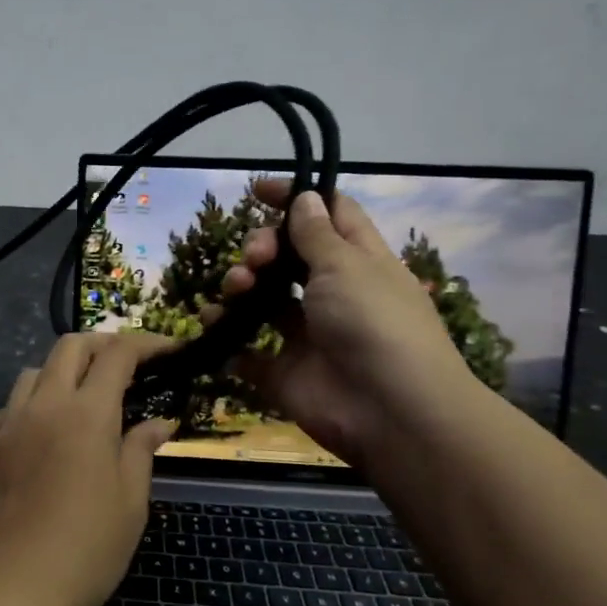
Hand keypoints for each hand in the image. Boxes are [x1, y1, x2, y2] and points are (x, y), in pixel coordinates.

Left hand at [0, 334, 176, 605]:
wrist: (14, 589)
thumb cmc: (87, 549)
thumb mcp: (130, 502)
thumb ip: (141, 451)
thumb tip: (158, 422)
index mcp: (86, 414)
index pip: (117, 355)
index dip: (145, 343)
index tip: (167, 349)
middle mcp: (44, 405)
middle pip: (70, 347)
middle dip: (102, 343)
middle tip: (126, 363)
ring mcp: (9, 423)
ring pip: (34, 370)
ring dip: (62, 370)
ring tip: (82, 396)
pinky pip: (10, 405)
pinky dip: (33, 401)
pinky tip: (44, 429)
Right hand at [209, 182, 479, 461]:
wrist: (391, 414)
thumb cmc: (374, 324)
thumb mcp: (346, 266)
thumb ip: (316, 233)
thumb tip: (306, 197)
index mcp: (358, 262)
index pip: (328, 216)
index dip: (296, 198)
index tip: (257, 190)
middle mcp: (332, 294)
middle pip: (287, 256)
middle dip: (261, 248)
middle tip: (254, 258)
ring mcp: (307, 335)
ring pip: (262, 300)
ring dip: (240, 288)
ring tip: (235, 292)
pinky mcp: (284, 373)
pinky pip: (247, 351)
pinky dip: (228, 340)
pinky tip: (215, 328)